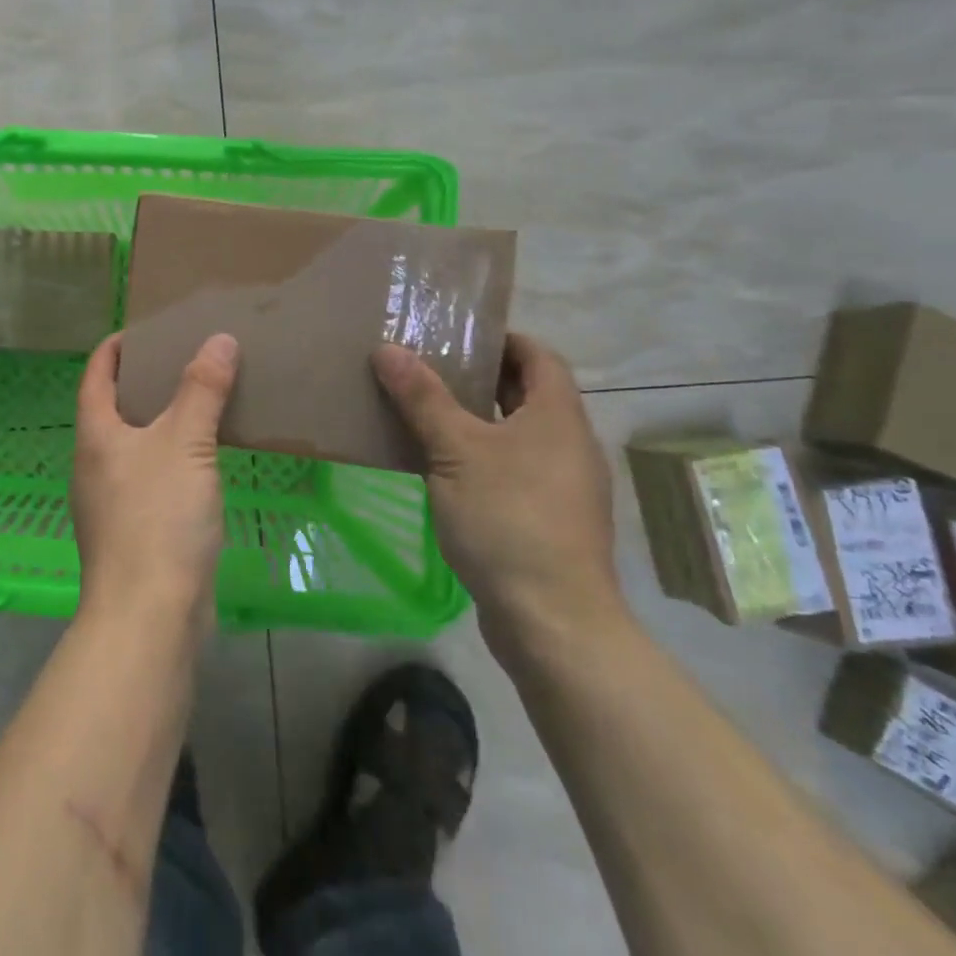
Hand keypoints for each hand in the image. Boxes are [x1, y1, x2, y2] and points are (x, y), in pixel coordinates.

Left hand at [72, 331, 237, 630]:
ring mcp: (110, 502)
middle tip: (184, 359)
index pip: (96, 374)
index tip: (142, 329)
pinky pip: (151, 477)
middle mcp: (94, 464)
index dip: (115, 348)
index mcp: (95, 435)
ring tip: (200, 402)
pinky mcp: (133, 532)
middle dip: (143, 381)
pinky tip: (204, 460)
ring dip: (161, 421)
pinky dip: (172, 457)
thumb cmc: (158, 518)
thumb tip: (219, 338)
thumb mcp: (185, 443)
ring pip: (135, 445)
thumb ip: (201, 389)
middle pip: (114, 408)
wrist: (149, 616)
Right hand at [373, 333, 625, 659]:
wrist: (553, 621)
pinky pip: (512, 469)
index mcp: (557, 416)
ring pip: (516, 434)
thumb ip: (422, 398)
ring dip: (475, 419)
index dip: (502, 339)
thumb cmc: (508, 519)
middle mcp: (568, 444)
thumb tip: (387, 349)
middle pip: (526, 394)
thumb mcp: (455, 450)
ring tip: (424, 411)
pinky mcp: (548, 519)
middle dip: (479, 376)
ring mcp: (562, 485)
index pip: (539, 356)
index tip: (457, 334)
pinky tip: (439, 467)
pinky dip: (480, 456)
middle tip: (427, 366)